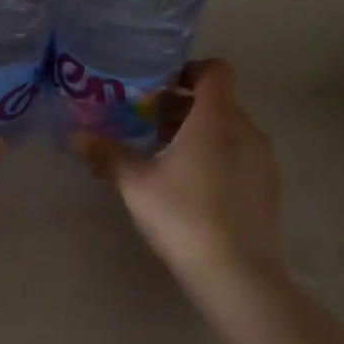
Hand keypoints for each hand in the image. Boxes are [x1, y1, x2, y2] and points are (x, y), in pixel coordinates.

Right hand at [71, 60, 284, 290]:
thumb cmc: (183, 215)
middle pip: (218, 101)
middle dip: (183, 107)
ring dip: (200, 133)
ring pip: (230, 130)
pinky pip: (241, 155)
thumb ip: (107, 155)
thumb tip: (74, 137)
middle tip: (147, 124)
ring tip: (167, 158)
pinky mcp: (268, 187)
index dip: (188, 70)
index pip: (215, 70)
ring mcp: (263, 160)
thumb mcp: (135, 184)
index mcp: (216, 118)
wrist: (237, 273)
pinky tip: (193, 188)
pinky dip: (218, 157)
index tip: (159, 87)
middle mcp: (246, 130)